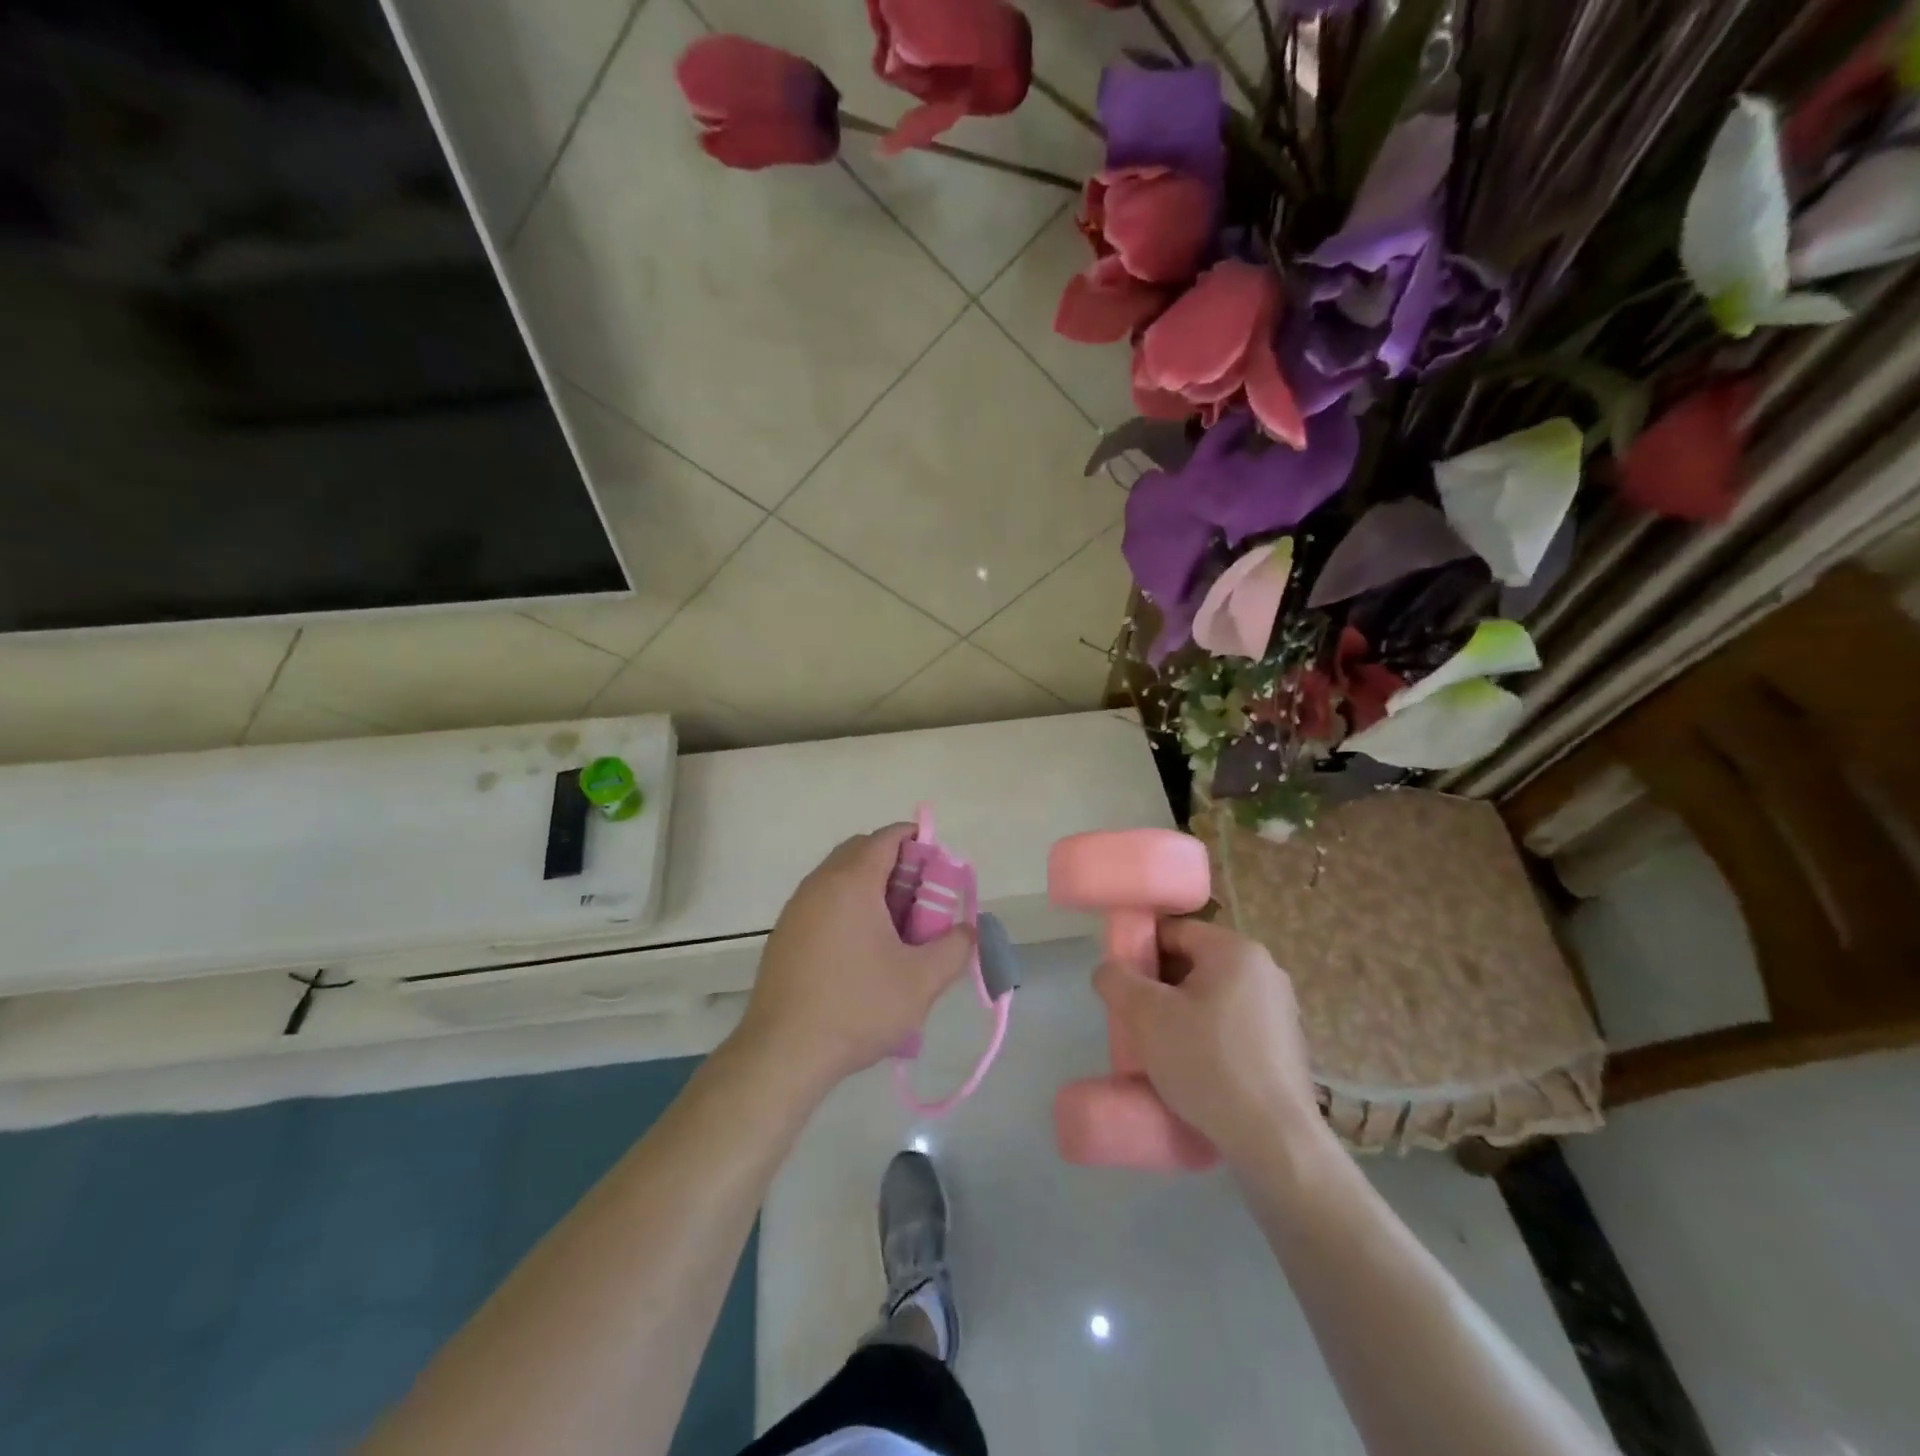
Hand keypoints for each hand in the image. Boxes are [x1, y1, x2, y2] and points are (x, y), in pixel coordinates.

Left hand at [733, 824, 973, 1094]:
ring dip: (871, 890)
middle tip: (922, 901)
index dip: (918, 842)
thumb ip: (955, 947)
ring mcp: (796, 909)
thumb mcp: (922, 981)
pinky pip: (823, 903)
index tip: (940, 869)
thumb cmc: (857, 1007)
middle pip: (861, 852)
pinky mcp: (784, 935)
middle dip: (897, 866)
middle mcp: (819, 884)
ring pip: (840, 878)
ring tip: (897, 931)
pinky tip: (863, 953)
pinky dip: (848, 909)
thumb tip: (967, 930)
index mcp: (851, 882)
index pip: (887, 837)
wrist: (783, 1053)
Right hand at [1094, 918, 1326, 1165]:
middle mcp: (1264, 970)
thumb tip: (1109, 970)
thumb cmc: (1206, 1063)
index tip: (1121, 986)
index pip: (1174, 932)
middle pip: (1193, 963)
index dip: (1139, 953)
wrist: (1275, 1142)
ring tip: (1159, 1049)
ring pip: (1211, 997)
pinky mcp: (1285, 1046)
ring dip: (1180, 1014)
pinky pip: (1232, 1025)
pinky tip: (1192, 1068)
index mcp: (1235, 950)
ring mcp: (1280, 1009)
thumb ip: (1116, 980)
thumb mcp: (1145, 1015)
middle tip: (1135, 1020)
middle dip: (1159, 987)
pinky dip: (1206, 1036)